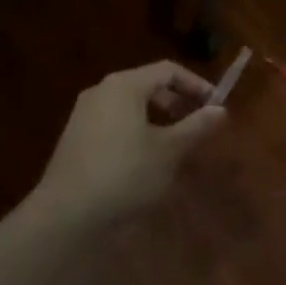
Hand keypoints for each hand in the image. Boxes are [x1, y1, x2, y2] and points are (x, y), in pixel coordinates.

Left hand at [31, 61, 225, 229]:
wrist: (65, 213)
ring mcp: (84, 112)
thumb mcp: (168, 151)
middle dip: (176, 101)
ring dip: (157, 117)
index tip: (216, 105)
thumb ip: (195, 127)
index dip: (196, 84)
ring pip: (130, 104)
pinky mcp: (75, 136)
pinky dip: (136, 129)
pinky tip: (143, 159)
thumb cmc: (124, 173)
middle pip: (147, 84)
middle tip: (197, 123)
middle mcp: (102, 89)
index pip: (168, 70)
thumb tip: (220, 110)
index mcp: (125, 84)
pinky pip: (114, 121)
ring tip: (174, 143)